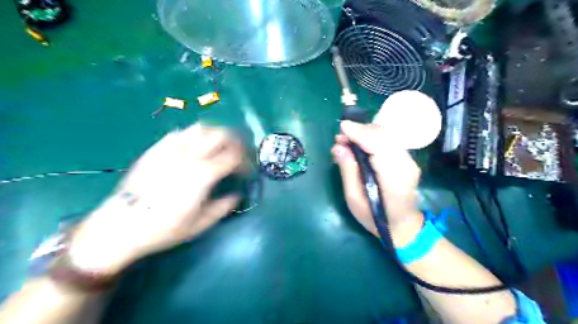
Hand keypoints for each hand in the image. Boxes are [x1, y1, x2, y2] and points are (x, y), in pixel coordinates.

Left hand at [68, 125, 242, 274]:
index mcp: (203, 174)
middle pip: (221, 135)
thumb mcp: (201, 224)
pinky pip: (180, 133)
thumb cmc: (164, 228)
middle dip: (236, 141)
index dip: (245, 161)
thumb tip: (236, 195)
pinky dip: (194, 135)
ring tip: (220, 145)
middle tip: (239, 153)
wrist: (121, 225)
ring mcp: (171, 149)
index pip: (234, 157)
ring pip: (201, 128)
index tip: (246, 171)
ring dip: (216, 134)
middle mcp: (190, 155)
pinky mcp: (157, 149)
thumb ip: (223, 207)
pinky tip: (195, 146)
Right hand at [332, 122, 423, 245]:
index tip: (342, 127)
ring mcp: (410, 162)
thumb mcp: (354, 199)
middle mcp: (405, 166)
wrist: (403, 226)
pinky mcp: (407, 160)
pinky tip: (360, 143)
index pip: (379, 146)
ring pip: (388, 136)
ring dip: (366, 133)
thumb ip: (348, 171)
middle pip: (384, 137)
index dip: (360, 133)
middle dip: (361, 131)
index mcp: (393, 179)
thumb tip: (339, 147)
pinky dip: (373, 138)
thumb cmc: (375, 218)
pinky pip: (389, 142)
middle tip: (340, 137)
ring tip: (347, 140)